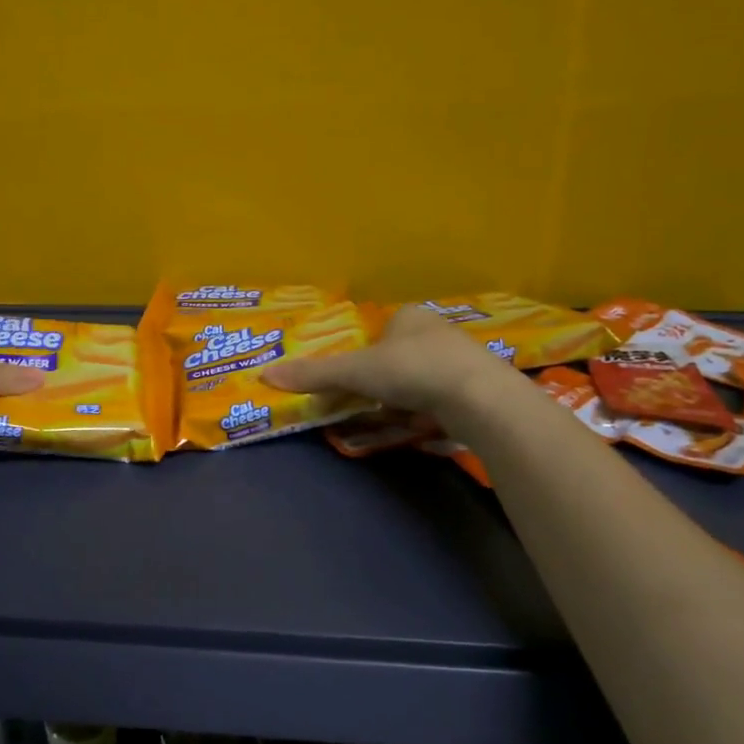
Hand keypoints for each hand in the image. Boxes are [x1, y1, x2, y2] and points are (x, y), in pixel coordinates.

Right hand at [263, 304, 510, 414]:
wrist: (479, 399)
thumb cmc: (411, 370)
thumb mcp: (354, 371)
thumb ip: (314, 374)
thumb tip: (264, 375)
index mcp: (408, 316)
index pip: (376, 333)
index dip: (361, 358)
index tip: (353, 381)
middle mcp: (436, 332)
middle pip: (396, 359)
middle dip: (382, 384)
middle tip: (369, 404)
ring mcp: (460, 360)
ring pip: (419, 382)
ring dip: (404, 402)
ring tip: (396, 419)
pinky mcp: (477, 390)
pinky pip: (441, 401)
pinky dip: (428, 414)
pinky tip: (423, 427)